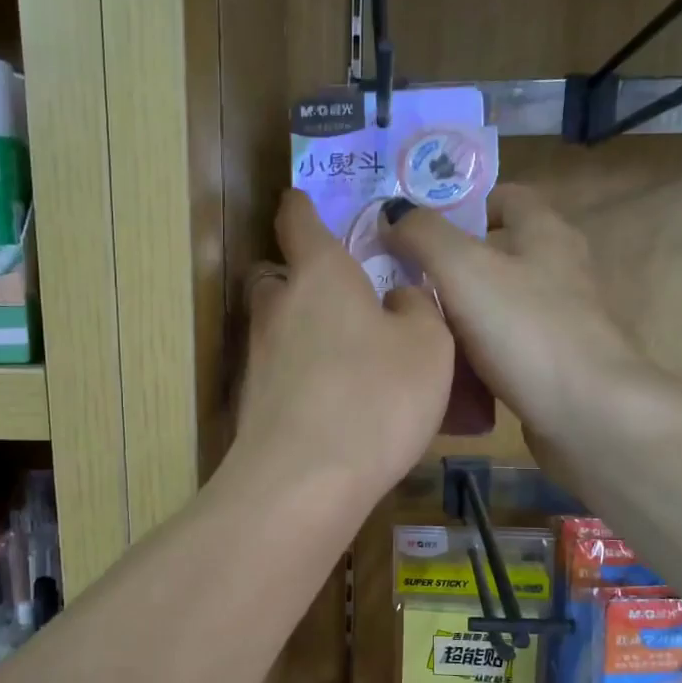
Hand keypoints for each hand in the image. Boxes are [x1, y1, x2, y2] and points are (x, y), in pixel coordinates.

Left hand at [229, 189, 455, 523]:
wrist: (305, 480)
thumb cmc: (376, 396)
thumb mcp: (428, 345)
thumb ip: (416, 308)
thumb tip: (397, 297)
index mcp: (320, 275)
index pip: (298, 220)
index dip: (303, 206)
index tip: (306, 202)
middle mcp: (279, 307)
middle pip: (277, 276)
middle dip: (300, 277)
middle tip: (340, 294)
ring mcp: (259, 358)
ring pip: (277, 327)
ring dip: (302, 329)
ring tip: (345, 353)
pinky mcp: (254, 403)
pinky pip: (281, 372)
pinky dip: (302, 375)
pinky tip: (334, 401)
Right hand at [382, 184, 640, 443]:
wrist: (588, 415)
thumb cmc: (527, 331)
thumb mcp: (464, 270)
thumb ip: (423, 236)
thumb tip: (391, 212)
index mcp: (546, 233)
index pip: (506, 197)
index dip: (461, 205)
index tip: (416, 228)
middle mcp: (558, 270)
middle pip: (498, 253)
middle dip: (450, 264)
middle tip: (400, 279)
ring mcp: (558, 321)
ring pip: (496, 304)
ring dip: (459, 312)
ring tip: (414, 325)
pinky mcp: (552, 365)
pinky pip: (502, 348)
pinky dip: (474, 353)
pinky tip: (444, 368)